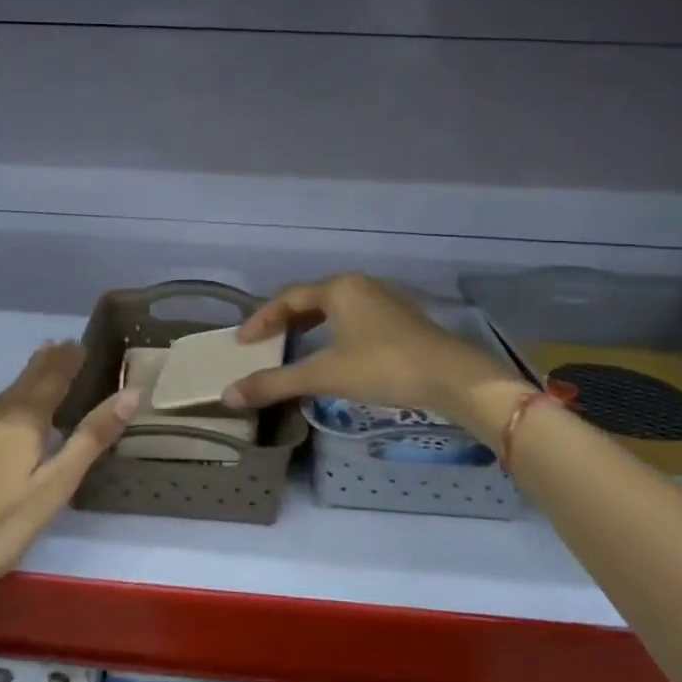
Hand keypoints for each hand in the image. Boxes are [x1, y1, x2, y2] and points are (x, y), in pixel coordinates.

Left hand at [0, 343, 136, 598]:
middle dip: (51, 361)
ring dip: (27, 370)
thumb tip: (130, 394)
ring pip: (5, 387)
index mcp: (27, 423)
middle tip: (67, 343)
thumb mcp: (53, 489)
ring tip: (42, 350)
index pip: (56, 381)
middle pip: (30, 379)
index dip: (71, 362)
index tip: (83, 344)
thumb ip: (90, 440)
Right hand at [223, 274, 525, 431]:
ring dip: (308, 326)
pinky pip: (352, 318)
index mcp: (338, 288)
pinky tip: (332, 353)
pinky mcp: (400, 319)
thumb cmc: (382, 367)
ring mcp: (383, 300)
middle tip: (262, 343)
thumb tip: (228, 395)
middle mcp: (359, 285)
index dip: (261, 319)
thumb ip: (275, 383)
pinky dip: (331, 332)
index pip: (287, 298)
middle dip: (283, 321)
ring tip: (291, 347)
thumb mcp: (324, 375)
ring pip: (333, 309)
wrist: (452, 377)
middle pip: (310, 299)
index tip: (241, 342)